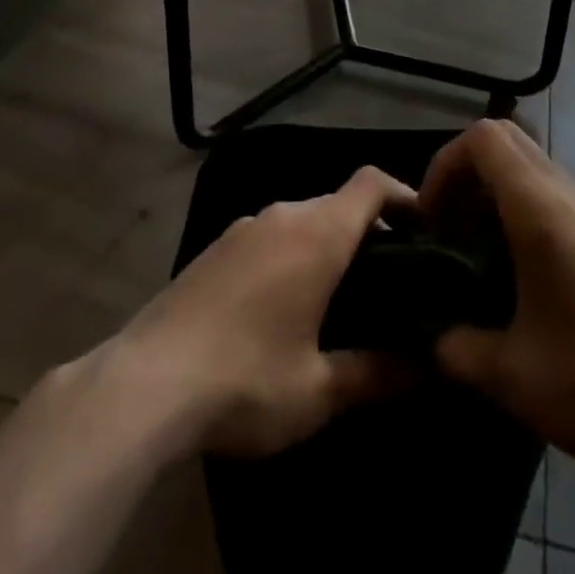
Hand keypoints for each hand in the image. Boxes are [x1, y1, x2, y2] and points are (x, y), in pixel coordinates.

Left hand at [108, 164, 416, 458]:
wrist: (144, 383)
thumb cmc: (245, 379)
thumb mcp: (319, 390)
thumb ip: (378, 374)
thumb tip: (430, 368)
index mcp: (318, 233)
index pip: (371, 183)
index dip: (403, 194)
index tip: (426, 227)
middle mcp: (283, 214)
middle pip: (338, 202)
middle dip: (368, 232)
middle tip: (389, 281)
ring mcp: (243, 227)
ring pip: (302, 220)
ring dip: (326, 245)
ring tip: (339, 297)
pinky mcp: (215, 247)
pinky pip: (269, 236)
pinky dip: (291, 254)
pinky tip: (282, 306)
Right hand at [421, 120, 574, 471]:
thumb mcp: (512, 375)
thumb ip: (458, 349)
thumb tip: (433, 340)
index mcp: (539, 206)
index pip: (483, 138)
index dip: (445, 164)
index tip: (431, 218)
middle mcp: (566, 191)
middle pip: (505, 138)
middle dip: (464, 170)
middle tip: (446, 225)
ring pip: (528, 161)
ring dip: (492, 187)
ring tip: (473, 246)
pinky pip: (549, 188)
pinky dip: (518, 204)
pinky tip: (513, 266)